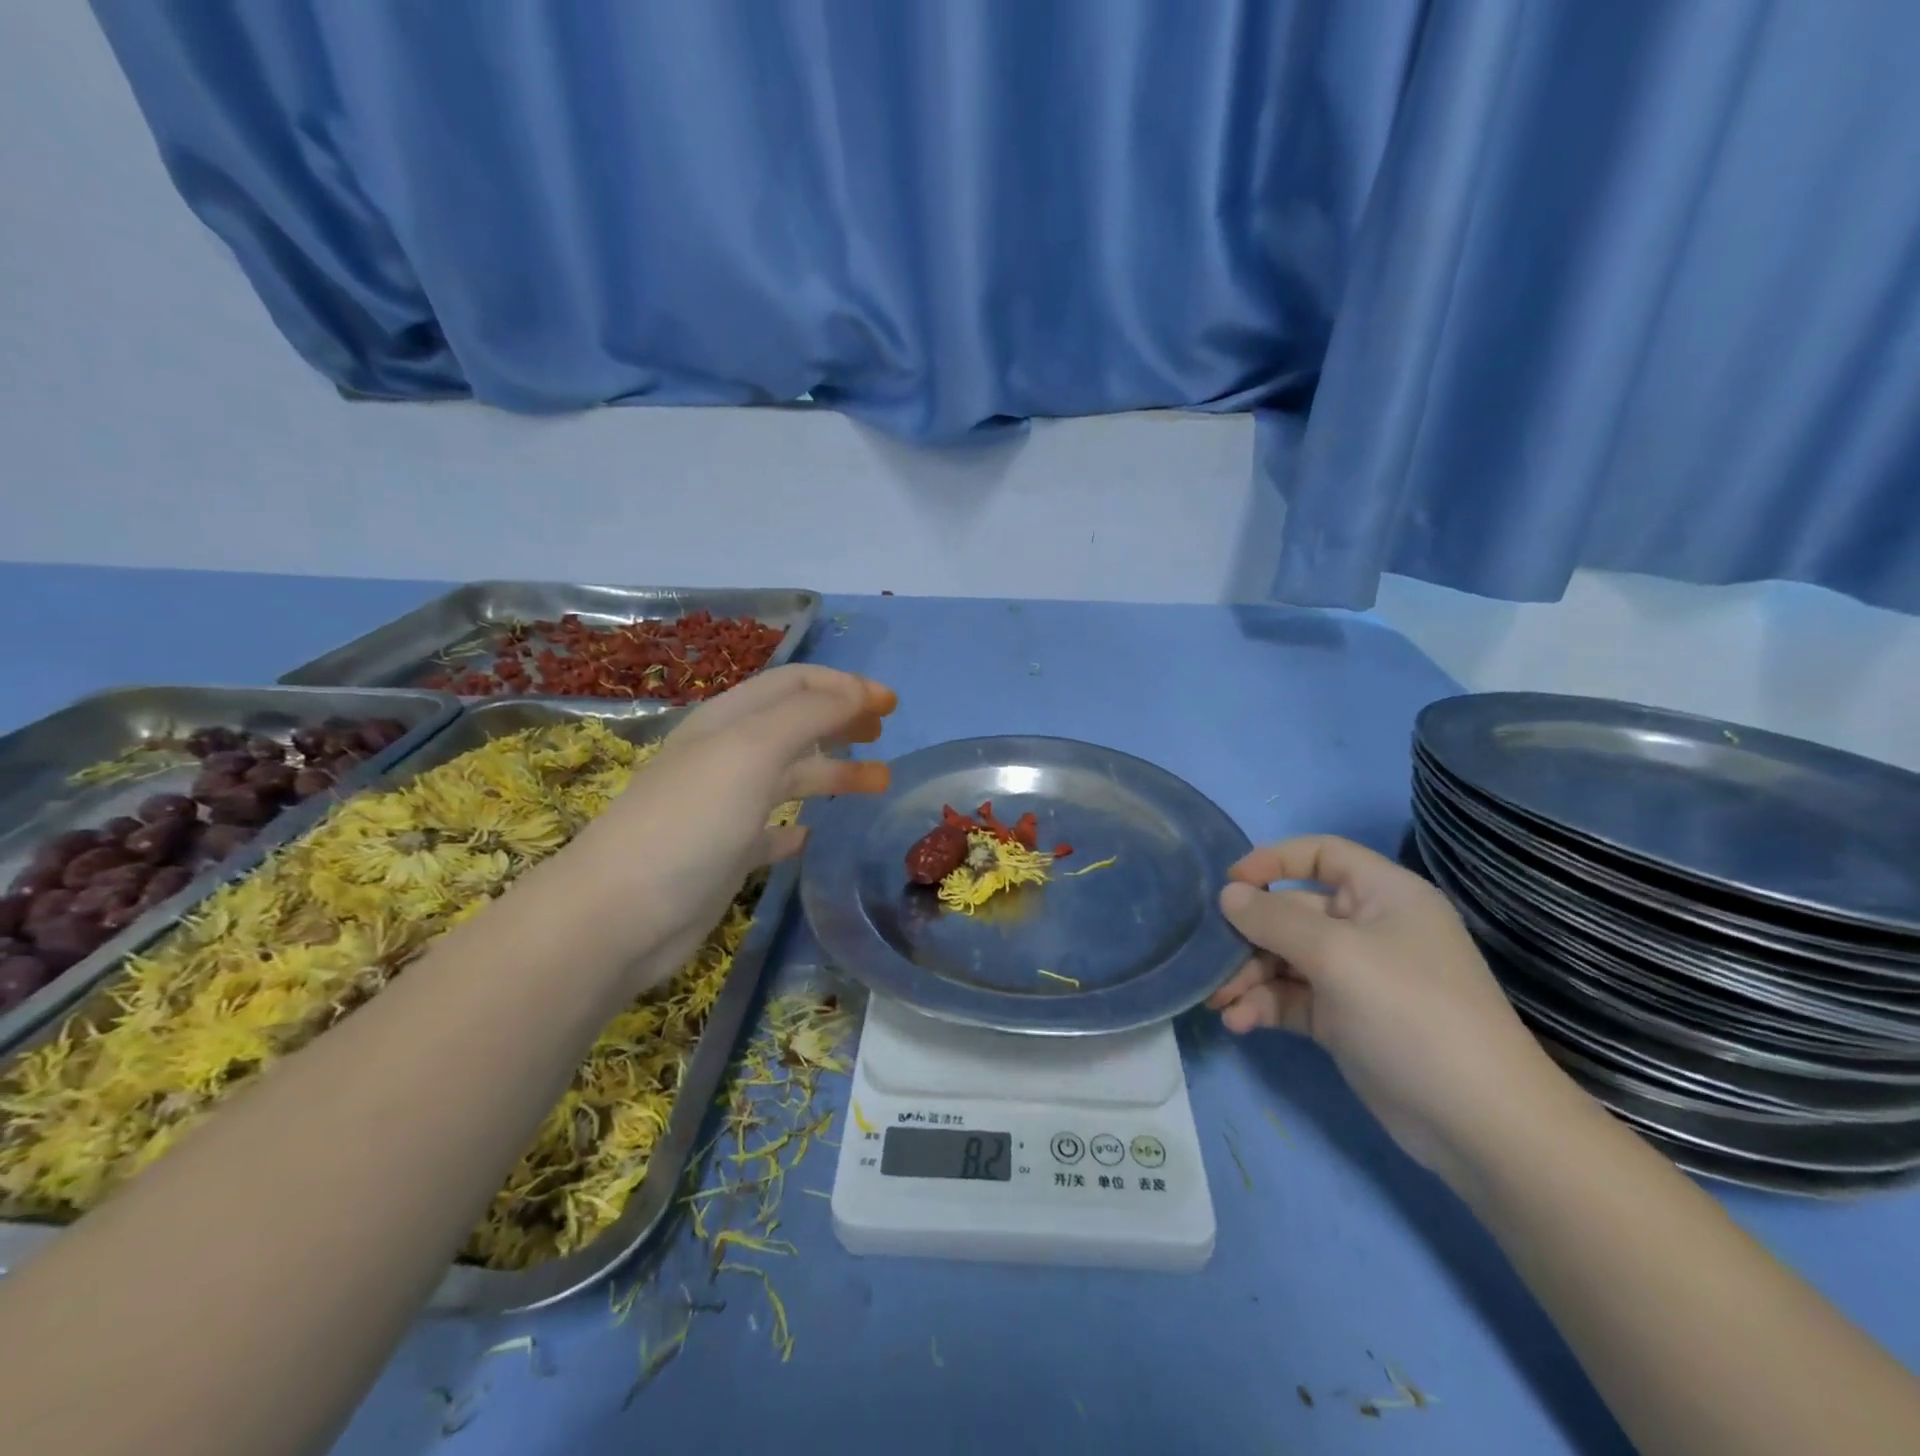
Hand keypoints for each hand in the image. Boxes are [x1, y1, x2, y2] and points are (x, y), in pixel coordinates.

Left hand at [551, 665, 894, 986]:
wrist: (620, 915)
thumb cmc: (690, 822)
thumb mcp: (752, 752)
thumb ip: (809, 716)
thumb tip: (859, 693)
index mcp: (729, 722)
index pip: (795, 684)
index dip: (844, 685)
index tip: (891, 705)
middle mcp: (728, 757)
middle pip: (796, 725)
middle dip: (842, 722)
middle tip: (884, 734)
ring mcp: (725, 807)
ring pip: (791, 777)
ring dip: (835, 774)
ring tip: (879, 784)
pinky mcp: (726, 853)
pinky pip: (771, 830)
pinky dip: (797, 826)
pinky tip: (814, 836)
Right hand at [1207, 835, 1568, 1186]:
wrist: (1479, 1124)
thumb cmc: (1411, 1013)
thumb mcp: (1337, 955)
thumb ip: (1275, 920)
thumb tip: (1228, 895)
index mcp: (1382, 895)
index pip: (1321, 854)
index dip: (1273, 861)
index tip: (1229, 884)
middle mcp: (1368, 929)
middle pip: (1293, 913)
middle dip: (1248, 935)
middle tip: (1210, 957)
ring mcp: (1356, 977)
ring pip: (1285, 959)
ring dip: (1248, 976)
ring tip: (1218, 1001)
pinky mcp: (1344, 1020)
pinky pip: (1291, 998)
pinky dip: (1263, 1006)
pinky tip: (1239, 1023)